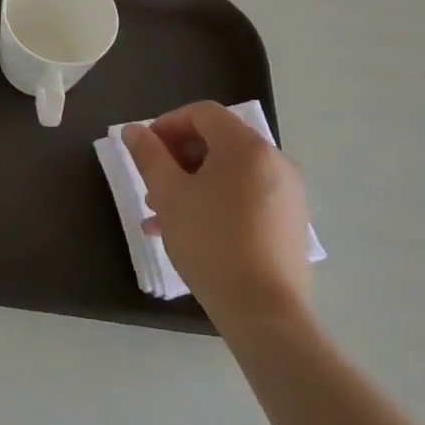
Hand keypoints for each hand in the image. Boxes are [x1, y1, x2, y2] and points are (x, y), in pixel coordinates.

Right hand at [124, 101, 312, 325]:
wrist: (264, 311)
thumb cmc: (211, 242)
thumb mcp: (169, 194)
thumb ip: (149, 156)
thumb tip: (134, 130)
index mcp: (247, 146)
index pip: (203, 113)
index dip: (168, 124)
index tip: (145, 151)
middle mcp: (274, 161)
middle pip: (218, 141)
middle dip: (178, 158)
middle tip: (151, 186)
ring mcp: (287, 193)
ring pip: (229, 172)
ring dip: (192, 183)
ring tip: (162, 215)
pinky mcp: (290, 222)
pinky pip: (246, 196)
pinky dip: (216, 201)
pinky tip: (190, 231)